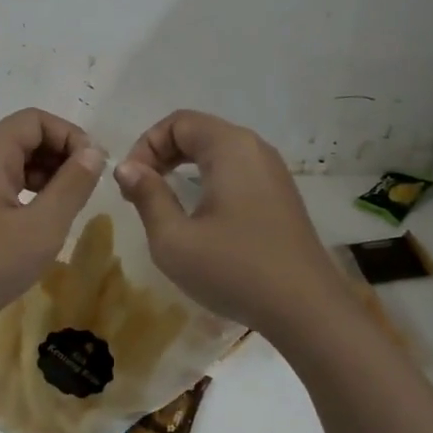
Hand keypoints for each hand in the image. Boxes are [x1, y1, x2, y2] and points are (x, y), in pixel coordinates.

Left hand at [0, 108, 104, 335]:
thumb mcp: (41, 227)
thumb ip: (72, 185)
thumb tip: (93, 152)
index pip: (35, 119)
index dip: (70, 135)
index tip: (94, 166)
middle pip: (25, 137)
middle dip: (61, 154)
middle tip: (87, 187)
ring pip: (17, 162)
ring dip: (49, 175)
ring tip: (71, 205)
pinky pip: (6, 185)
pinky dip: (32, 193)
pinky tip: (45, 220)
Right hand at [114, 110, 346, 337]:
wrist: (306, 311)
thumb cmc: (234, 270)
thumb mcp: (174, 239)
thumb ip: (147, 196)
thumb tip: (127, 167)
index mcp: (230, 147)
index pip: (178, 122)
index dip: (145, 146)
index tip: (129, 184)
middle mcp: (255, 149)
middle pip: (198, 132)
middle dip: (161, 155)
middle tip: (138, 192)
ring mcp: (273, 173)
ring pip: (217, 153)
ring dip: (183, 169)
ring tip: (162, 203)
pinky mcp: (280, 197)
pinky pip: (235, 172)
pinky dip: (207, 182)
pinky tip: (198, 216)